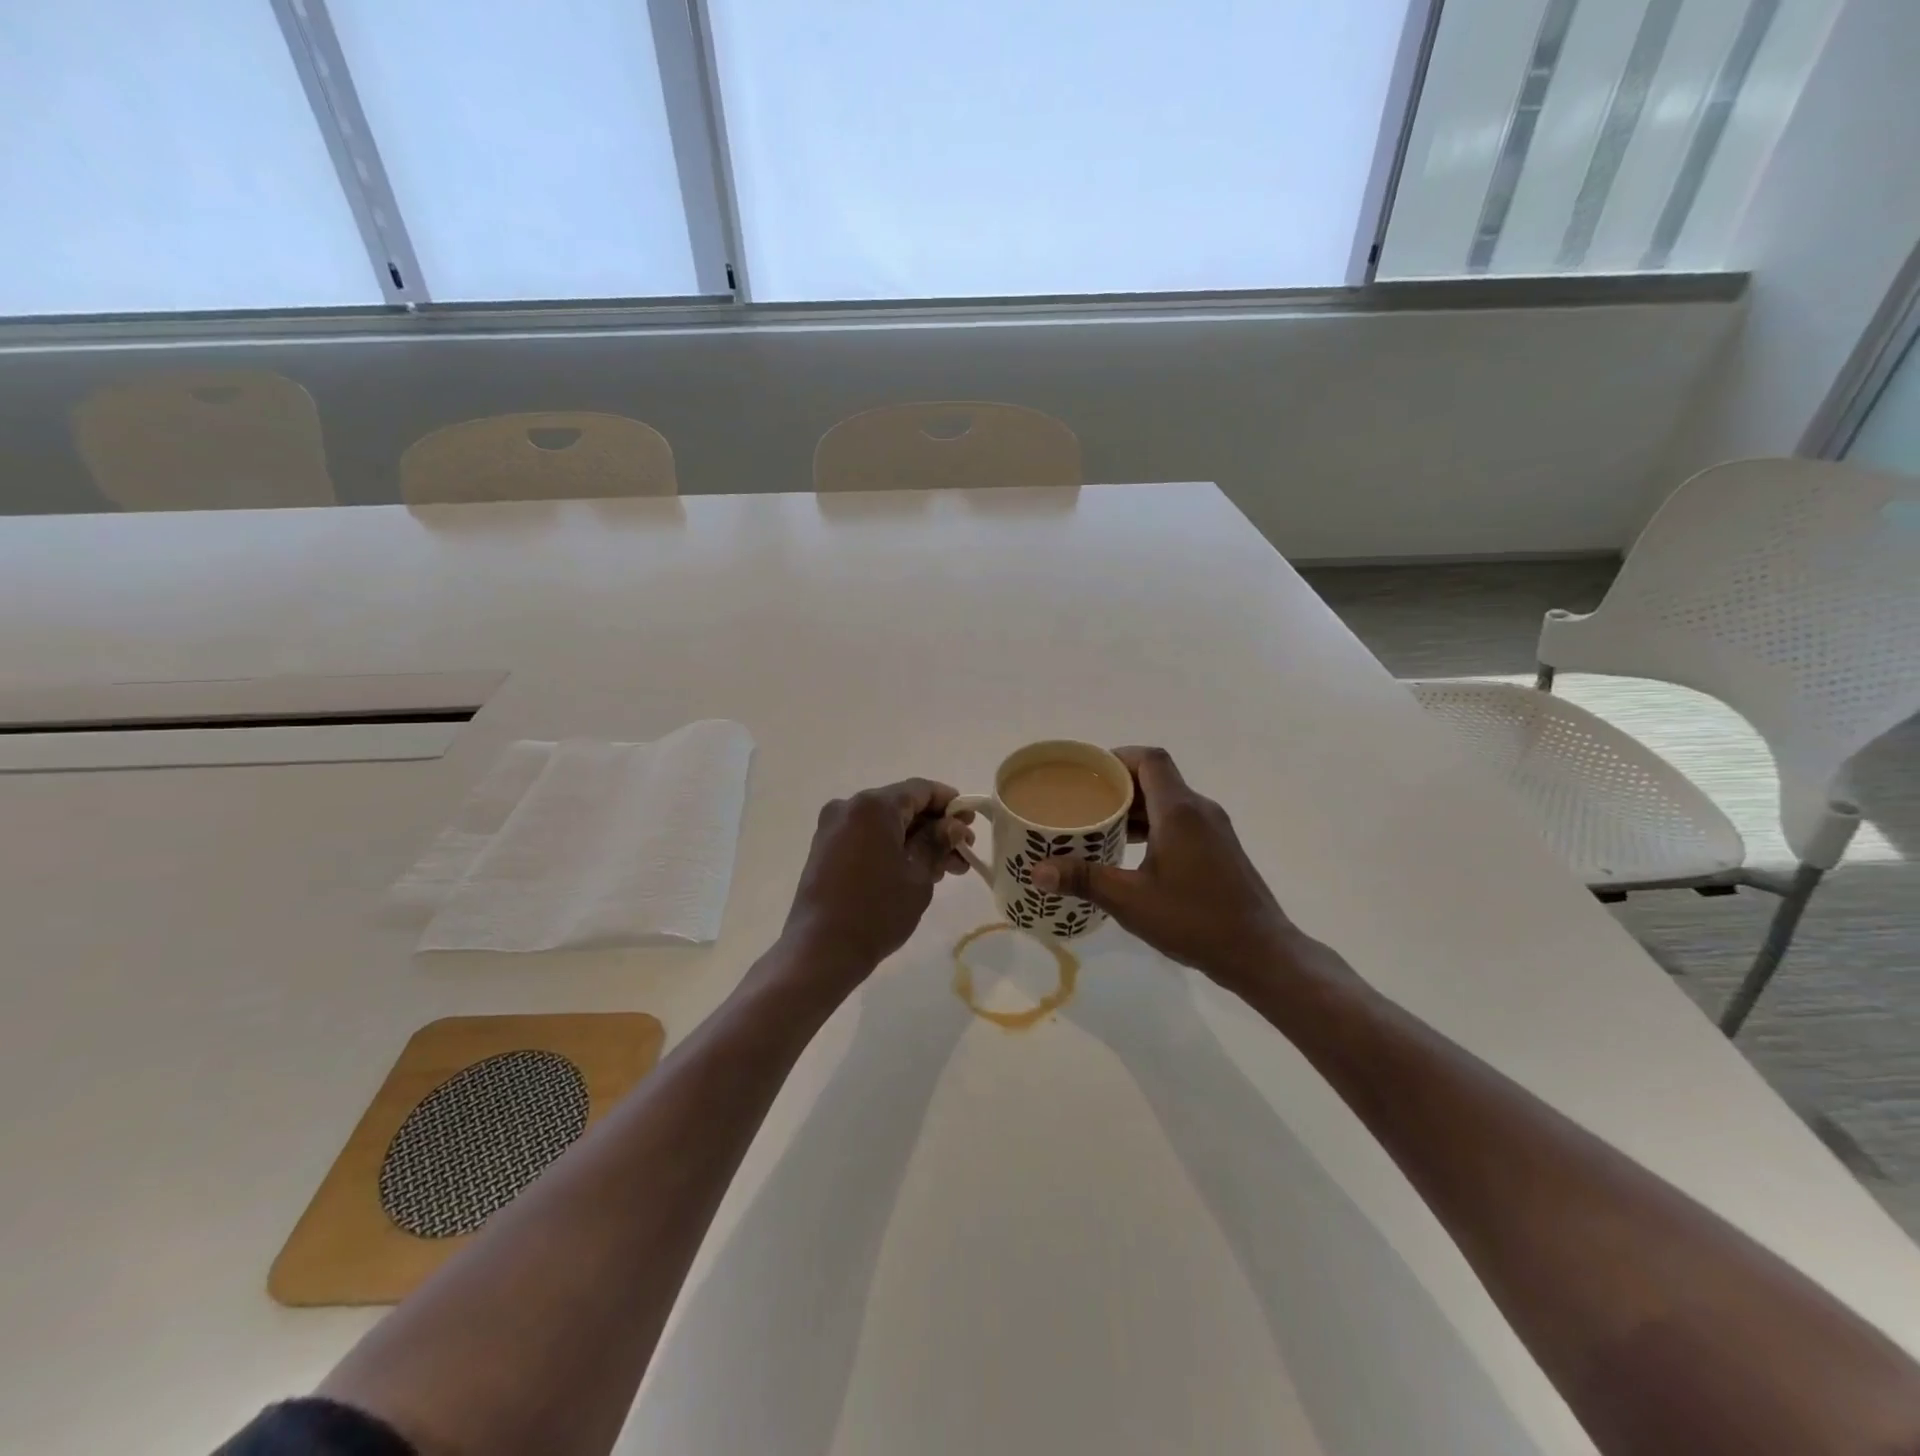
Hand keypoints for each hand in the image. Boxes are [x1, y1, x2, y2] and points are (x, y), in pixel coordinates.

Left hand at [782, 778, 972, 979]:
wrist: (821, 950)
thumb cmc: (877, 910)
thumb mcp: (919, 875)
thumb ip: (938, 842)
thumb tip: (953, 825)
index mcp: (873, 806)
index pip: (920, 790)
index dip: (949, 802)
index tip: (971, 821)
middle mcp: (849, 807)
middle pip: (902, 806)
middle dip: (935, 827)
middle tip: (963, 851)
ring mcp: (833, 828)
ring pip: (885, 825)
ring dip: (915, 841)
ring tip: (945, 870)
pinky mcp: (825, 850)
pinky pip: (867, 838)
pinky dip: (892, 848)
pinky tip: (916, 872)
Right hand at [1029, 747, 1318, 994]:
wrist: (1260, 952)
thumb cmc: (1194, 920)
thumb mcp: (1131, 901)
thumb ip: (1084, 880)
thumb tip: (1037, 871)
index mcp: (1179, 811)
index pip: (1150, 759)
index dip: (1118, 757)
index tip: (1088, 772)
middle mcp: (1200, 810)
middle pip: (1157, 779)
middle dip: (1119, 786)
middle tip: (1083, 802)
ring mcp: (1214, 830)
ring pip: (1169, 802)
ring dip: (1136, 809)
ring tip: (1100, 827)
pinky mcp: (1220, 849)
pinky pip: (1181, 822)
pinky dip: (1154, 826)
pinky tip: (1132, 853)